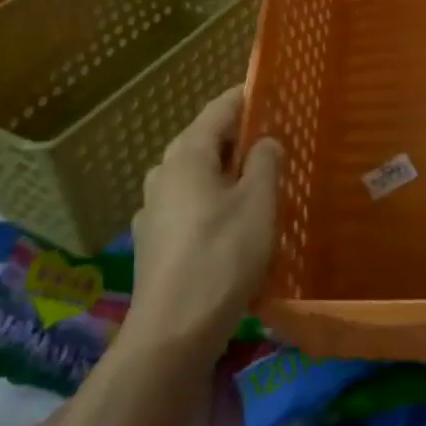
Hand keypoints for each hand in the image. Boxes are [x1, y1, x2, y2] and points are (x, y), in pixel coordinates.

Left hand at [127, 86, 281, 355]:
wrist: (172, 333)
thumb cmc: (221, 257)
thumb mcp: (258, 204)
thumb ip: (264, 163)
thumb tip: (265, 141)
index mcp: (187, 154)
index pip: (218, 110)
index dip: (245, 98)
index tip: (269, 92)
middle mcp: (163, 173)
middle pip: (204, 142)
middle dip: (237, 139)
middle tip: (273, 143)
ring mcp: (153, 209)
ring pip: (195, 177)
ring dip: (224, 175)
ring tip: (257, 187)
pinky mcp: (153, 242)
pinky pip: (187, 207)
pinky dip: (210, 205)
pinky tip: (230, 228)